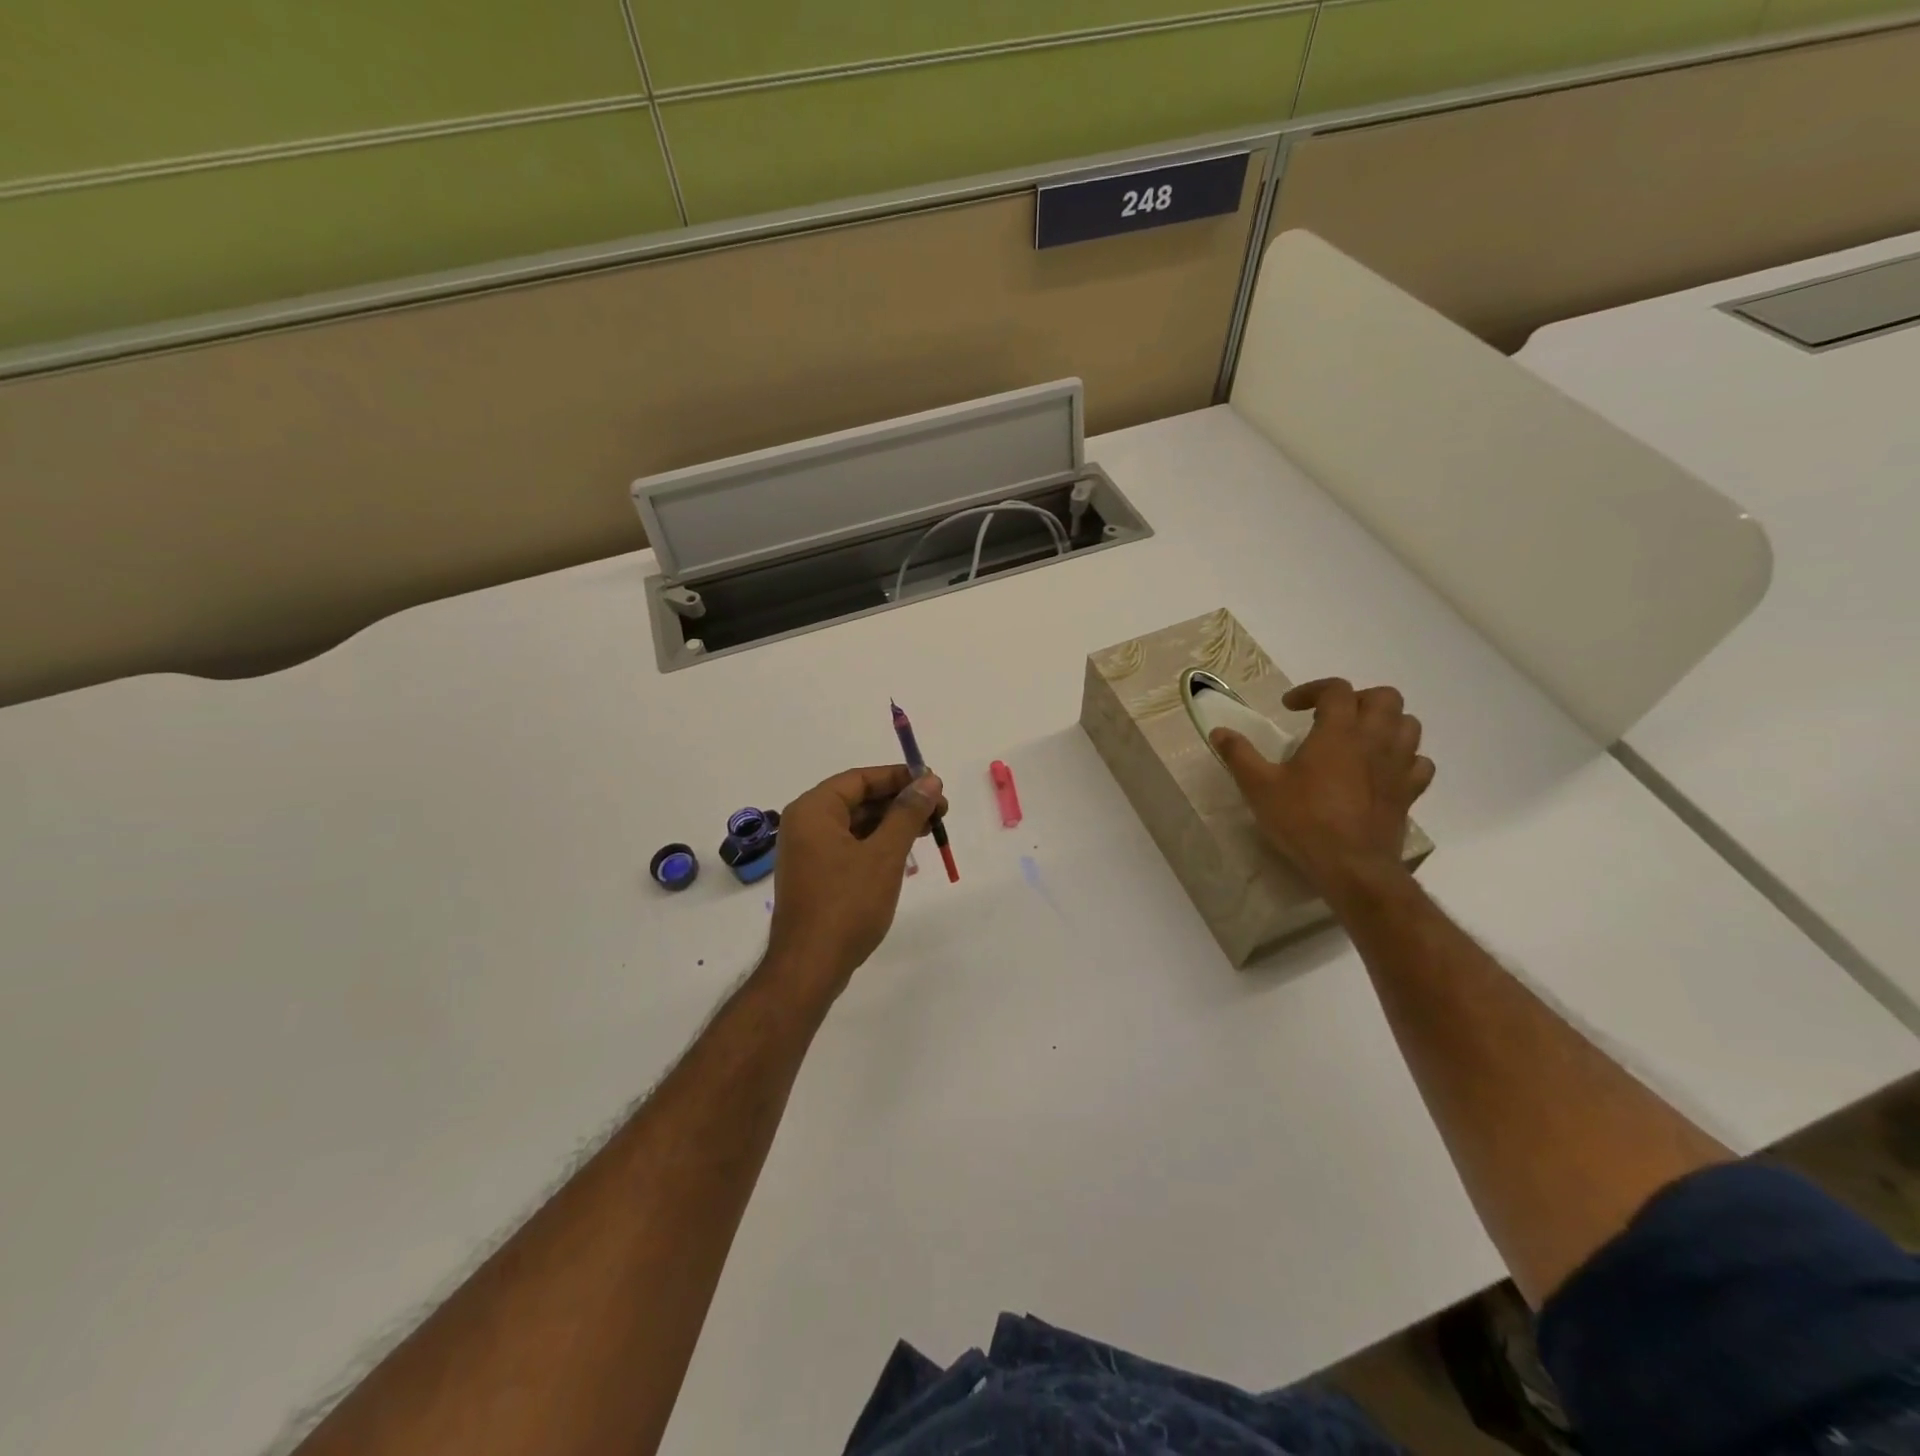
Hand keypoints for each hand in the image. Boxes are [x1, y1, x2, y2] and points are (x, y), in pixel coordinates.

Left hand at [765, 765, 946, 996]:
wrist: (810, 967)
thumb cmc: (847, 904)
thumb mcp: (884, 855)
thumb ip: (907, 814)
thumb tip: (929, 781)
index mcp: (814, 810)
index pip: (860, 779)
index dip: (899, 777)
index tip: (935, 783)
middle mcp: (805, 824)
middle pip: (858, 799)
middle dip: (900, 802)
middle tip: (940, 809)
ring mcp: (808, 852)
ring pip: (856, 824)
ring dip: (892, 823)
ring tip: (930, 829)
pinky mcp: (816, 875)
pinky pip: (849, 846)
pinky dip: (877, 844)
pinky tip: (904, 852)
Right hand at [1211, 678, 1433, 905]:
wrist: (1352, 867)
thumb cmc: (1303, 820)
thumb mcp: (1259, 787)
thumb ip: (1239, 755)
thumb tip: (1219, 731)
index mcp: (1338, 732)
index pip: (1336, 689)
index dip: (1313, 690)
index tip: (1290, 708)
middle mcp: (1375, 740)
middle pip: (1384, 697)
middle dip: (1358, 699)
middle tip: (1331, 718)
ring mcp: (1398, 766)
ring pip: (1408, 724)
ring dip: (1385, 723)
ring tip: (1359, 738)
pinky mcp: (1409, 792)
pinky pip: (1420, 762)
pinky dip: (1405, 757)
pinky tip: (1383, 769)